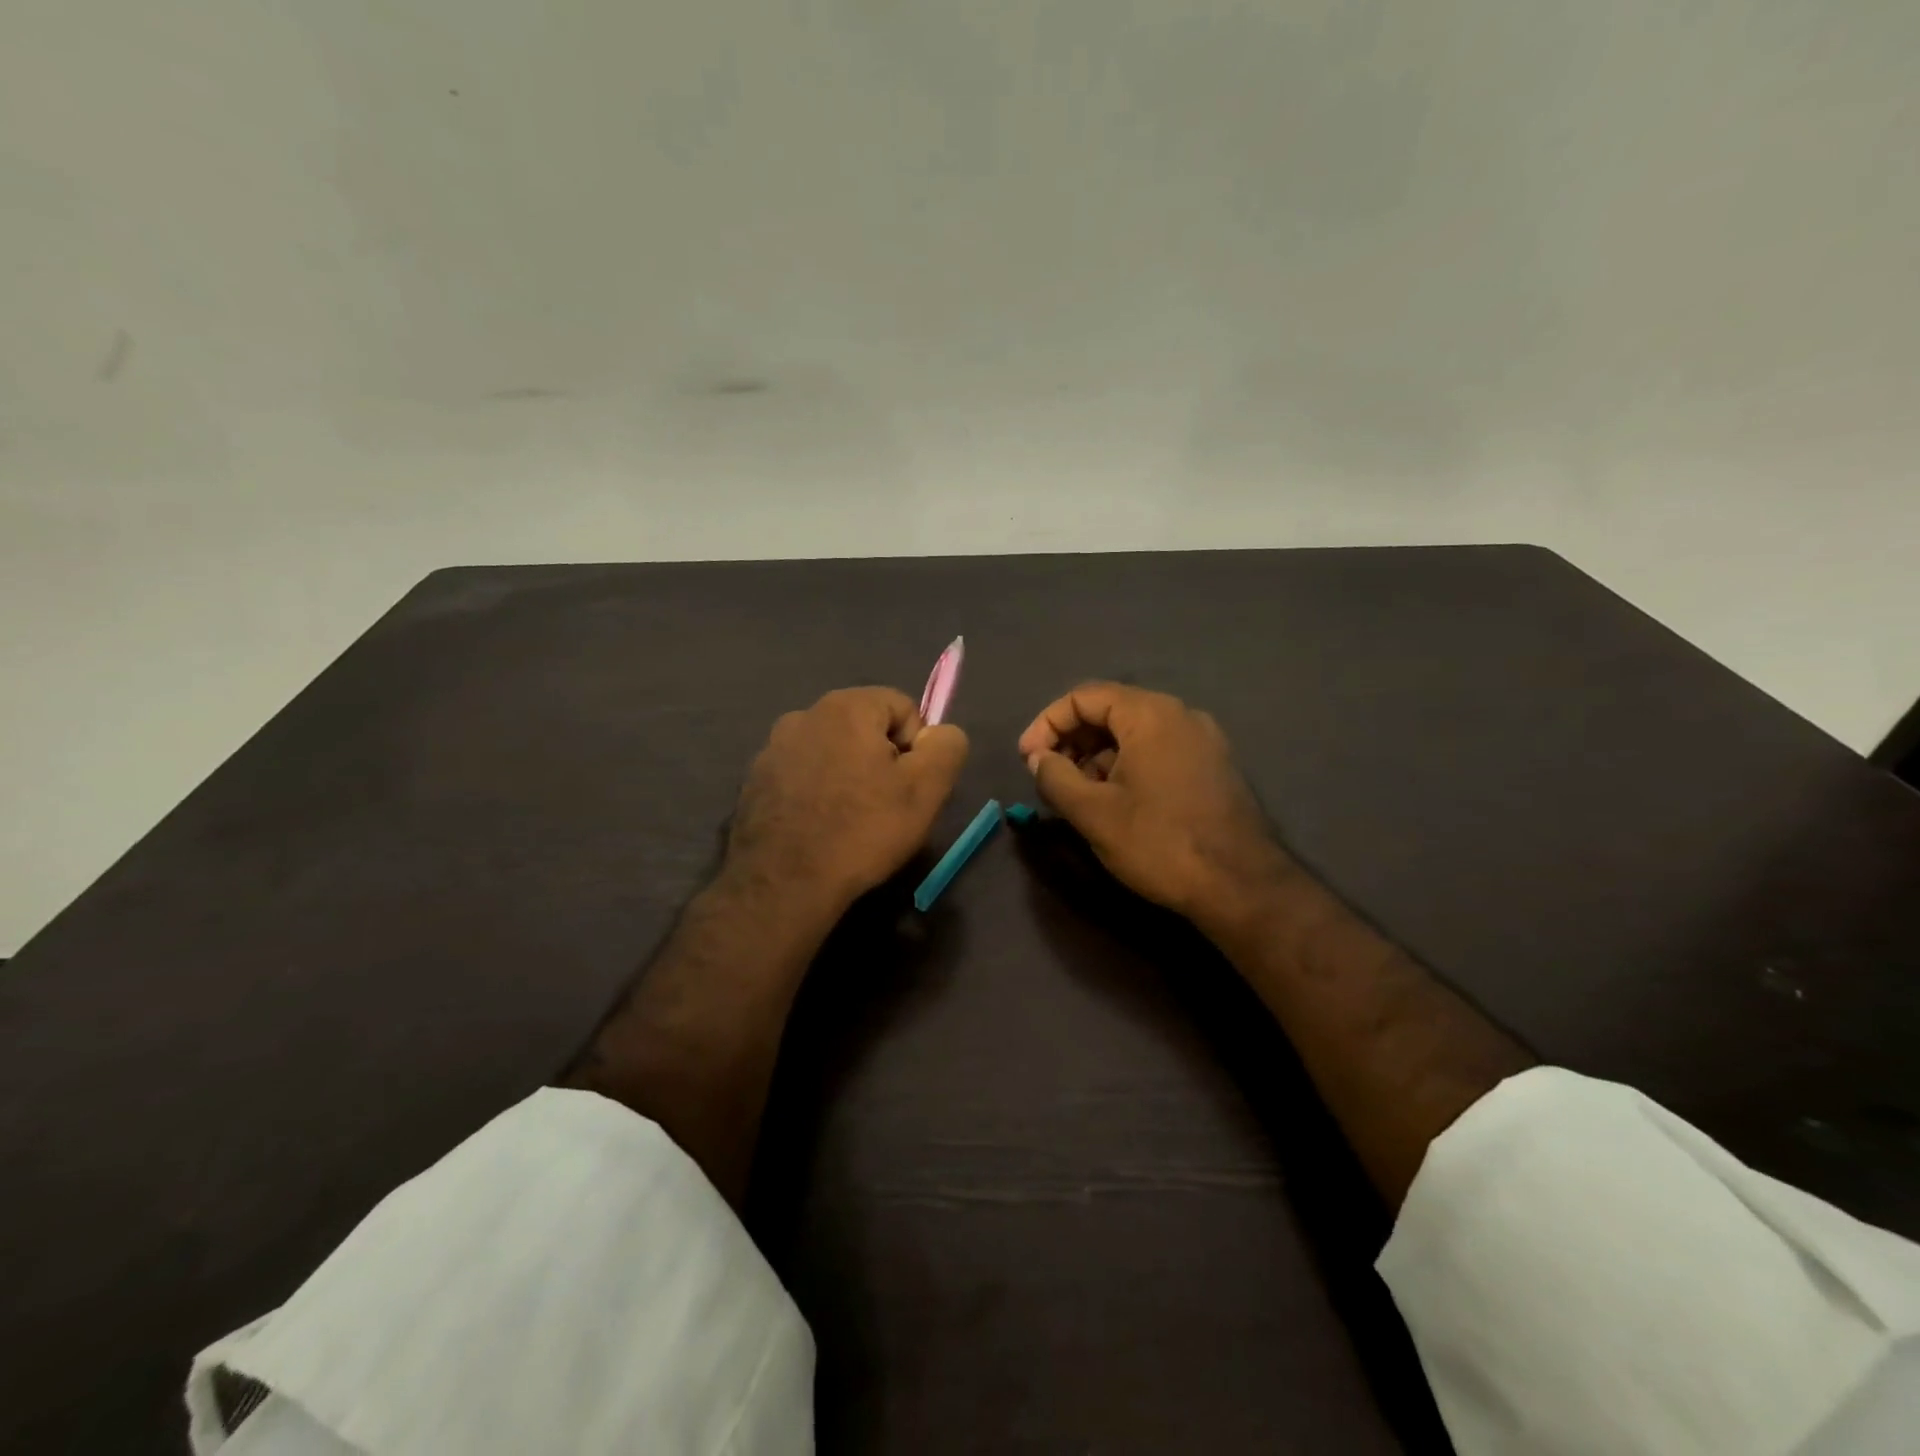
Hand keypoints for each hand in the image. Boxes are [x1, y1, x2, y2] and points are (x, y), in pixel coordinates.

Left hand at [726, 686, 968, 913]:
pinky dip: (816, 794)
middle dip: (882, 761)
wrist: (784, 884)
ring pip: (831, 753)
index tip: (910, 787)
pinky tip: (820, 828)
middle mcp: (803, 715)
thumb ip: (946, 746)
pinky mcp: (754, 782)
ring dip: (848, 777)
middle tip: (886, 807)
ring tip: (851, 821)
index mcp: (846, 707)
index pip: (902, 707)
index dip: (917, 746)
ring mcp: (772, 749)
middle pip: (864, 728)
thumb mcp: (926, 789)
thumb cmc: (862, 830)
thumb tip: (940, 734)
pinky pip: (801, 776)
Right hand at [1017, 684, 1292, 931]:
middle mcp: (1180, 715)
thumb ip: (1055, 777)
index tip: (1027, 759)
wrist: (1240, 886)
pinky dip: (1126, 766)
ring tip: (1077, 794)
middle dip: (1072, 740)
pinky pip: (1157, 751)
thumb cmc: (1159, 842)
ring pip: (1134, 733)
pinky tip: (1114, 801)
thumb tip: (1039, 758)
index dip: (1047, 724)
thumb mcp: (1093, 812)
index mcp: (1150, 714)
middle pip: (1110, 711)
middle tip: (1048, 776)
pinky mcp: (1212, 766)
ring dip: (1097, 756)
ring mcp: (1202, 740)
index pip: (1084, 697)